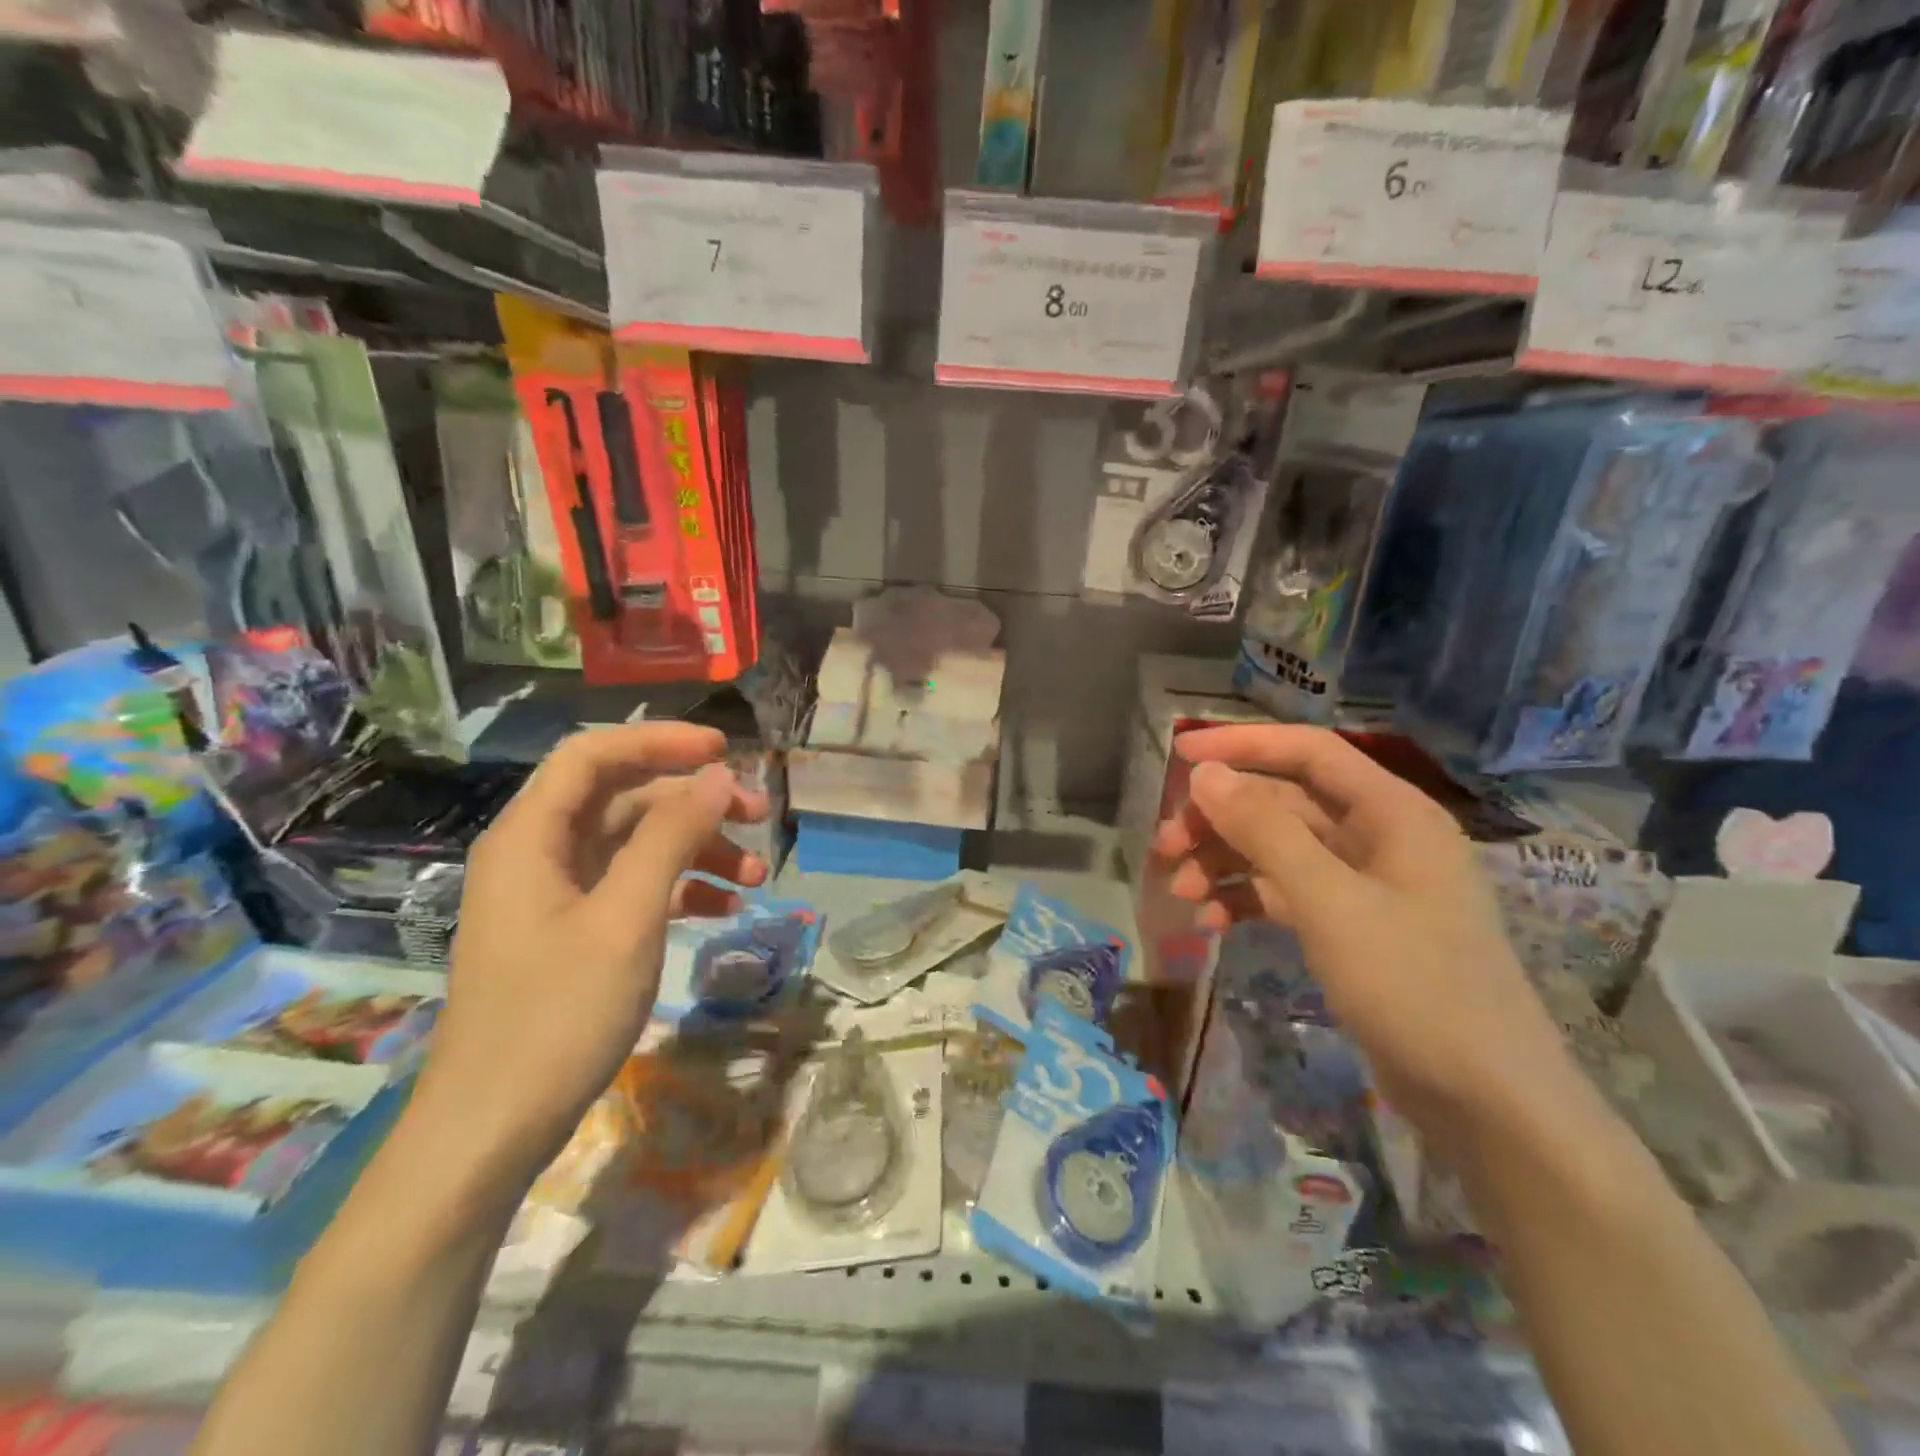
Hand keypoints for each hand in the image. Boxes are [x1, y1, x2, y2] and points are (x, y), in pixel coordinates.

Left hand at [413, 724, 768, 1184]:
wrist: (492, 1130)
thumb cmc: (557, 1015)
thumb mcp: (626, 918)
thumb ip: (671, 837)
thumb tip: (716, 774)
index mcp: (532, 836)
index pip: (595, 755)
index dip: (659, 740)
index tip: (724, 750)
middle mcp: (540, 854)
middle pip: (624, 798)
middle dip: (694, 801)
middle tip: (759, 814)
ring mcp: (556, 895)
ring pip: (636, 844)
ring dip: (697, 849)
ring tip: (756, 874)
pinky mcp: (573, 932)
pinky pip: (633, 887)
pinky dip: (679, 888)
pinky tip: (725, 908)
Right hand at [1152, 724, 1575, 1141]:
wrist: (1486, 1102)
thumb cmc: (1413, 985)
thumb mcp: (1329, 901)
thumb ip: (1264, 831)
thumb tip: (1204, 773)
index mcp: (1391, 812)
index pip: (1308, 751)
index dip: (1242, 743)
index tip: (1179, 752)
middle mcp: (1378, 837)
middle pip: (1283, 803)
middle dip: (1220, 820)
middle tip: (1163, 844)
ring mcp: (1364, 885)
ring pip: (1278, 850)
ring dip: (1224, 862)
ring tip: (1177, 890)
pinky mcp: (1350, 927)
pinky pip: (1286, 894)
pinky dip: (1245, 900)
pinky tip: (1209, 922)